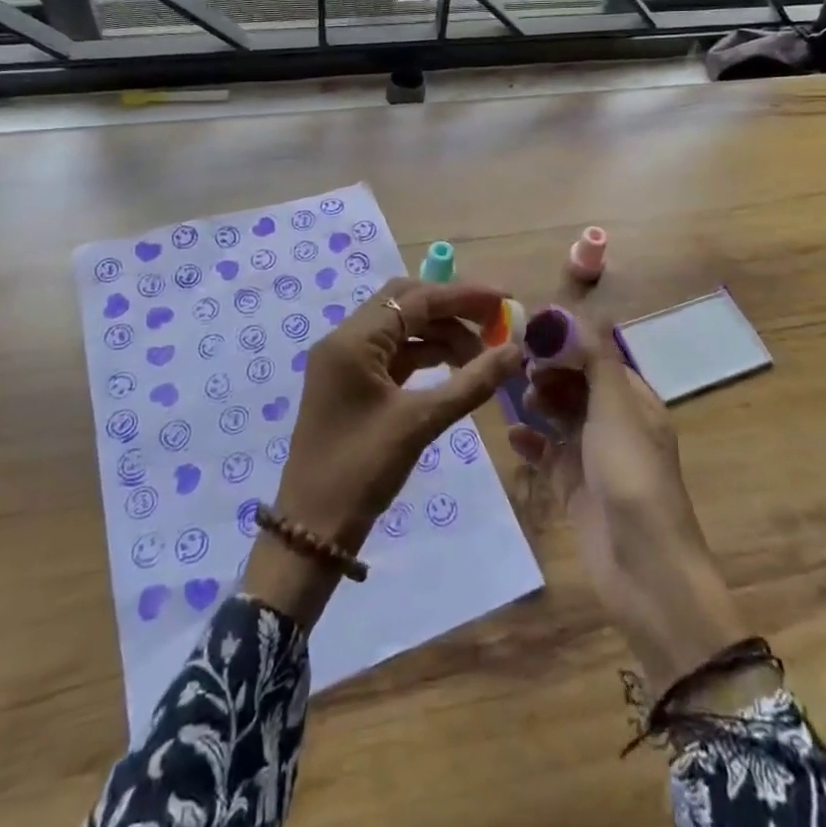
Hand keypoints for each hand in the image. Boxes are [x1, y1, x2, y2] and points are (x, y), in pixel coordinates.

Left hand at [243, 277, 521, 627]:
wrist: (311, 530)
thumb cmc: (362, 470)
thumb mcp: (420, 423)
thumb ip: (470, 383)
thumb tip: (515, 352)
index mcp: (353, 340)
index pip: (415, 299)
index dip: (462, 296)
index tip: (504, 301)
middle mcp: (345, 339)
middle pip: (405, 303)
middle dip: (452, 308)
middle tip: (494, 322)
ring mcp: (346, 362)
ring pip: (401, 329)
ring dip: (441, 334)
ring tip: (482, 356)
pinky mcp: (351, 384)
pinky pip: (393, 354)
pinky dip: (425, 355)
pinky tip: (456, 368)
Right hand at [509, 314, 744, 694]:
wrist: (644, 569)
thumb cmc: (632, 475)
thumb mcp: (617, 407)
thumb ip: (595, 358)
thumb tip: (577, 312)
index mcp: (634, 401)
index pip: (597, 356)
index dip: (566, 341)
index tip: (529, 328)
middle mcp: (615, 424)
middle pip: (576, 384)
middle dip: (548, 370)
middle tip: (516, 365)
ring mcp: (593, 457)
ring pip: (560, 416)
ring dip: (538, 402)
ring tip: (515, 398)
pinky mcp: (574, 488)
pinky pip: (547, 454)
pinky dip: (531, 442)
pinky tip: (512, 436)